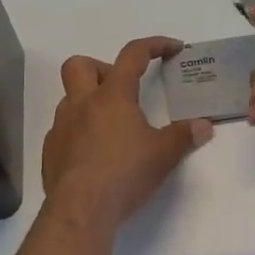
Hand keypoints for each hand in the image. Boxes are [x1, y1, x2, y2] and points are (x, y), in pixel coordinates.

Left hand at [42, 37, 214, 232]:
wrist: (80, 209)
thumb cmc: (125, 174)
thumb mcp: (163, 155)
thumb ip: (184, 136)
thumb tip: (204, 126)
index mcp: (112, 96)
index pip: (133, 55)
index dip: (154, 45)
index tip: (172, 48)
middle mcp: (82, 103)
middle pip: (80, 65)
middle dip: (102, 69)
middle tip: (123, 91)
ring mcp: (61, 127)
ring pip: (69, 98)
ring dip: (89, 103)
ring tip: (113, 127)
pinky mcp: (50, 151)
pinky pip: (63, 129)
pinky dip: (79, 132)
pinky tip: (95, 153)